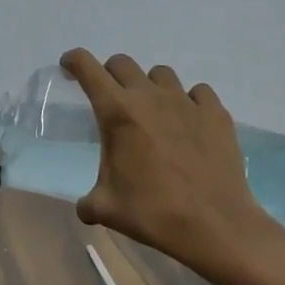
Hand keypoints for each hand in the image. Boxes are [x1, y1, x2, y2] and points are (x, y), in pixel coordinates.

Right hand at [59, 49, 267, 280]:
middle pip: (123, 64)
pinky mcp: (215, 113)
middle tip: (110, 97)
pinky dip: (188, 101)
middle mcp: (150, 97)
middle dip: (109, 74)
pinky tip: (187, 123)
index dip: (74, 61)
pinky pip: (197, 93)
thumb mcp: (105, 209)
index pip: (88, 69)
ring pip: (161, 74)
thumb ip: (88, 201)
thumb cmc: (153, 213)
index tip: (69, 66)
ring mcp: (187, 102)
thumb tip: (86, 206)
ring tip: (151, 111)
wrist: (213, 223)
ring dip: (149, 86)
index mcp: (118, 113)